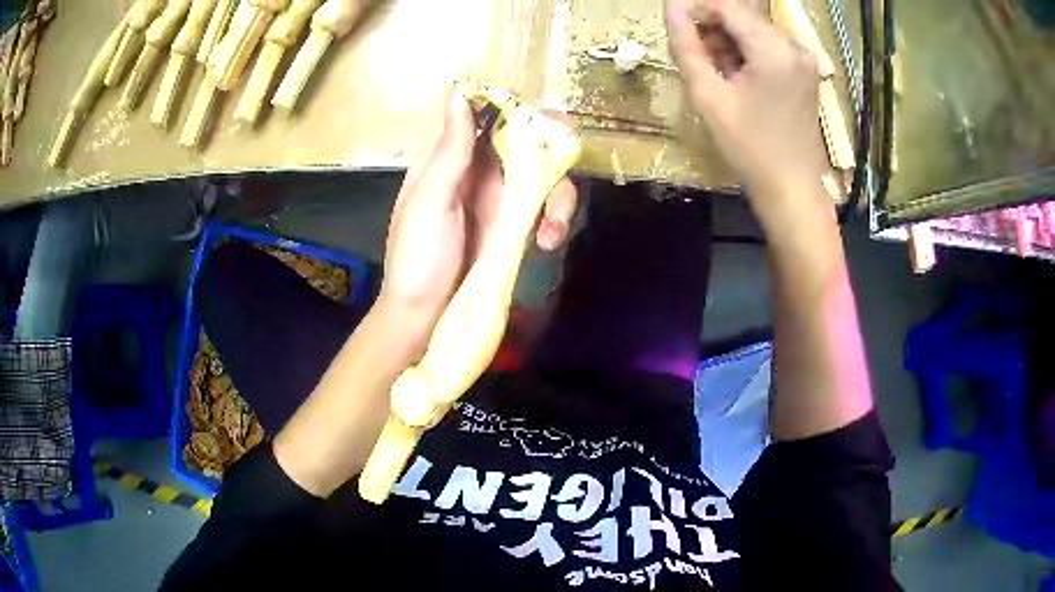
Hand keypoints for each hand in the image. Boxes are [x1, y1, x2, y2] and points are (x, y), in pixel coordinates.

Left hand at [379, 91, 577, 347]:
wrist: (425, 315)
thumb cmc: (417, 257)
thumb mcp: (430, 200)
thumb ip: (450, 150)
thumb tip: (460, 94)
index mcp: (451, 157)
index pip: (488, 115)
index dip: (515, 108)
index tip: (539, 120)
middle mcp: (480, 171)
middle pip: (528, 141)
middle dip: (554, 149)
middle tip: (568, 160)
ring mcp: (501, 199)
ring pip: (545, 175)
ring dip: (559, 194)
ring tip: (552, 230)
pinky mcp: (516, 227)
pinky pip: (546, 208)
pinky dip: (556, 219)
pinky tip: (549, 240)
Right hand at [666, 0, 832, 232]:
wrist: (793, 188)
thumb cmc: (750, 147)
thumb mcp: (709, 97)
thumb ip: (687, 46)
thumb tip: (671, 6)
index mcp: (773, 49)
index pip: (726, 6)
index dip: (697, 13)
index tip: (681, 35)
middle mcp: (793, 45)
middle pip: (742, 16)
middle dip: (714, 30)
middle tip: (697, 60)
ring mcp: (804, 58)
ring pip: (754, 30)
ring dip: (730, 43)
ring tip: (717, 75)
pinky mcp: (805, 70)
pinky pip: (769, 46)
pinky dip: (749, 54)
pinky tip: (739, 80)